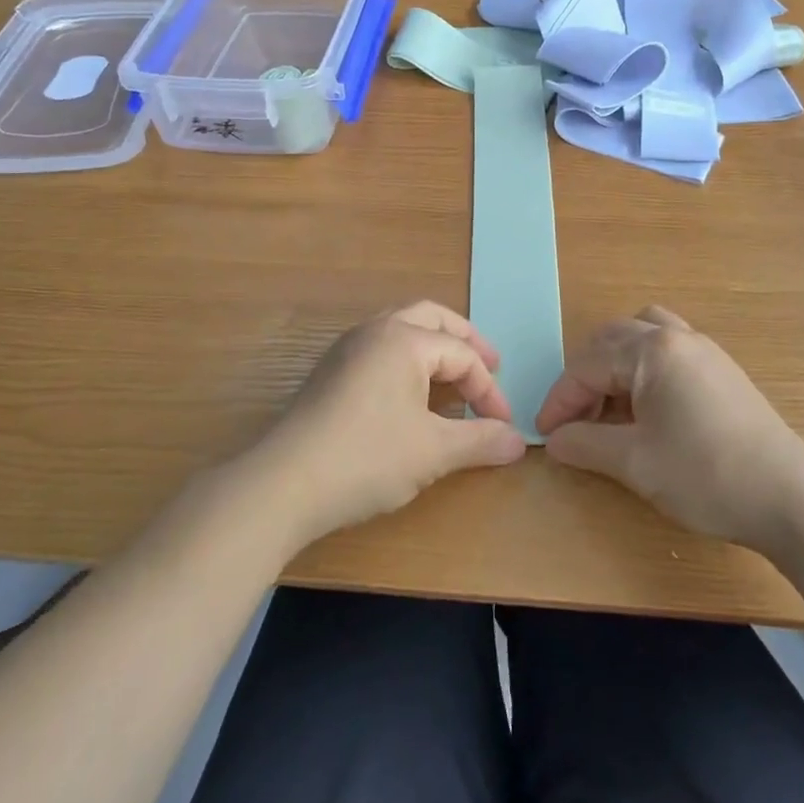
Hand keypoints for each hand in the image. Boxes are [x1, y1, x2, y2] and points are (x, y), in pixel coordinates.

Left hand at [255, 302, 526, 544]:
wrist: (284, 483)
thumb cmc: (367, 458)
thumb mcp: (433, 452)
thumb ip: (480, 441)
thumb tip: (519, 441)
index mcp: (404, 340)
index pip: (461, 355)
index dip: (488, 389)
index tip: (502, 425)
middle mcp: (376, 331)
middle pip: (432, 319)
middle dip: (465, 341)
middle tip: (489, 365)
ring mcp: (348, 348)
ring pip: (402, 328)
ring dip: (434, 346)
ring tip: (453, 375)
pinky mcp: (330, 370)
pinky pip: (380, 347)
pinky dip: (407, 358)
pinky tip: (411, 390)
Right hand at [537, 306, 803, 551]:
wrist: (789, 497)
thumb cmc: (705, 475)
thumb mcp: (635, 463)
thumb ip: (586, 444)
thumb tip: (554, 440)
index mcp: (652, 351)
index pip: (588, 366)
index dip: (561, 400)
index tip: (545, 433)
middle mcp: (676, 337)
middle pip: (613, 340)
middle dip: (585, 377)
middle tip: (574, 420)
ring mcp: (704, 349)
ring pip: (643, 335)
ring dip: (616, 364)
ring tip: (609, 406)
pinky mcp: (722, 368)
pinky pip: (668, 350)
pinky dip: (644, 368)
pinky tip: (647, 407)